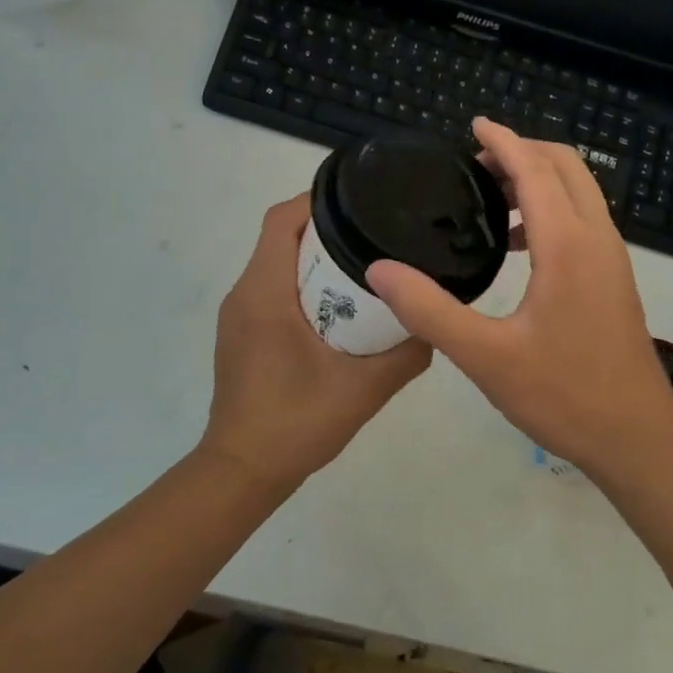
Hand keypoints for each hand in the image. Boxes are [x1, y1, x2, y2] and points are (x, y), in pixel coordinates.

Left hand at [201, 194, 430, 492]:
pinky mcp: (241, 336)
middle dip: (326, 229)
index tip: (361, 202)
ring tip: (363, 269)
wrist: (242, 472)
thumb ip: (406, 354)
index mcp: (265, 292)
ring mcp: (237, 316)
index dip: (318, 201)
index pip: (282, 220)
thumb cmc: (296, 423)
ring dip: (314, 259)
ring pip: (275, 264)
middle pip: (281, 238)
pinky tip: (337, 311)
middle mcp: (244, 293)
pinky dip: (301, 285)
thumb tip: (435, 324)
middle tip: (375, 237)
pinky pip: (271, 290)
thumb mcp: (364, 389)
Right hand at [367, 118, 672, 478]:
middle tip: (475, 162)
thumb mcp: (486, 357)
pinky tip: (519, 244)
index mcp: (569, 245)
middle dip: (523, 151)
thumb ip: (430, 311)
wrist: (636, 435)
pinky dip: (552, 208)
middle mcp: (597, 238)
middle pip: (566, 167)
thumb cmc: (563, 394)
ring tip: (490, 196)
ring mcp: (612, 258)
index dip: (503, 141)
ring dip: (539, 178)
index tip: (473, 125)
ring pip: (580, 192)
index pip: (535, 170)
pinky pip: (583, 219)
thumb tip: (380, 270)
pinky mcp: (614, 278)